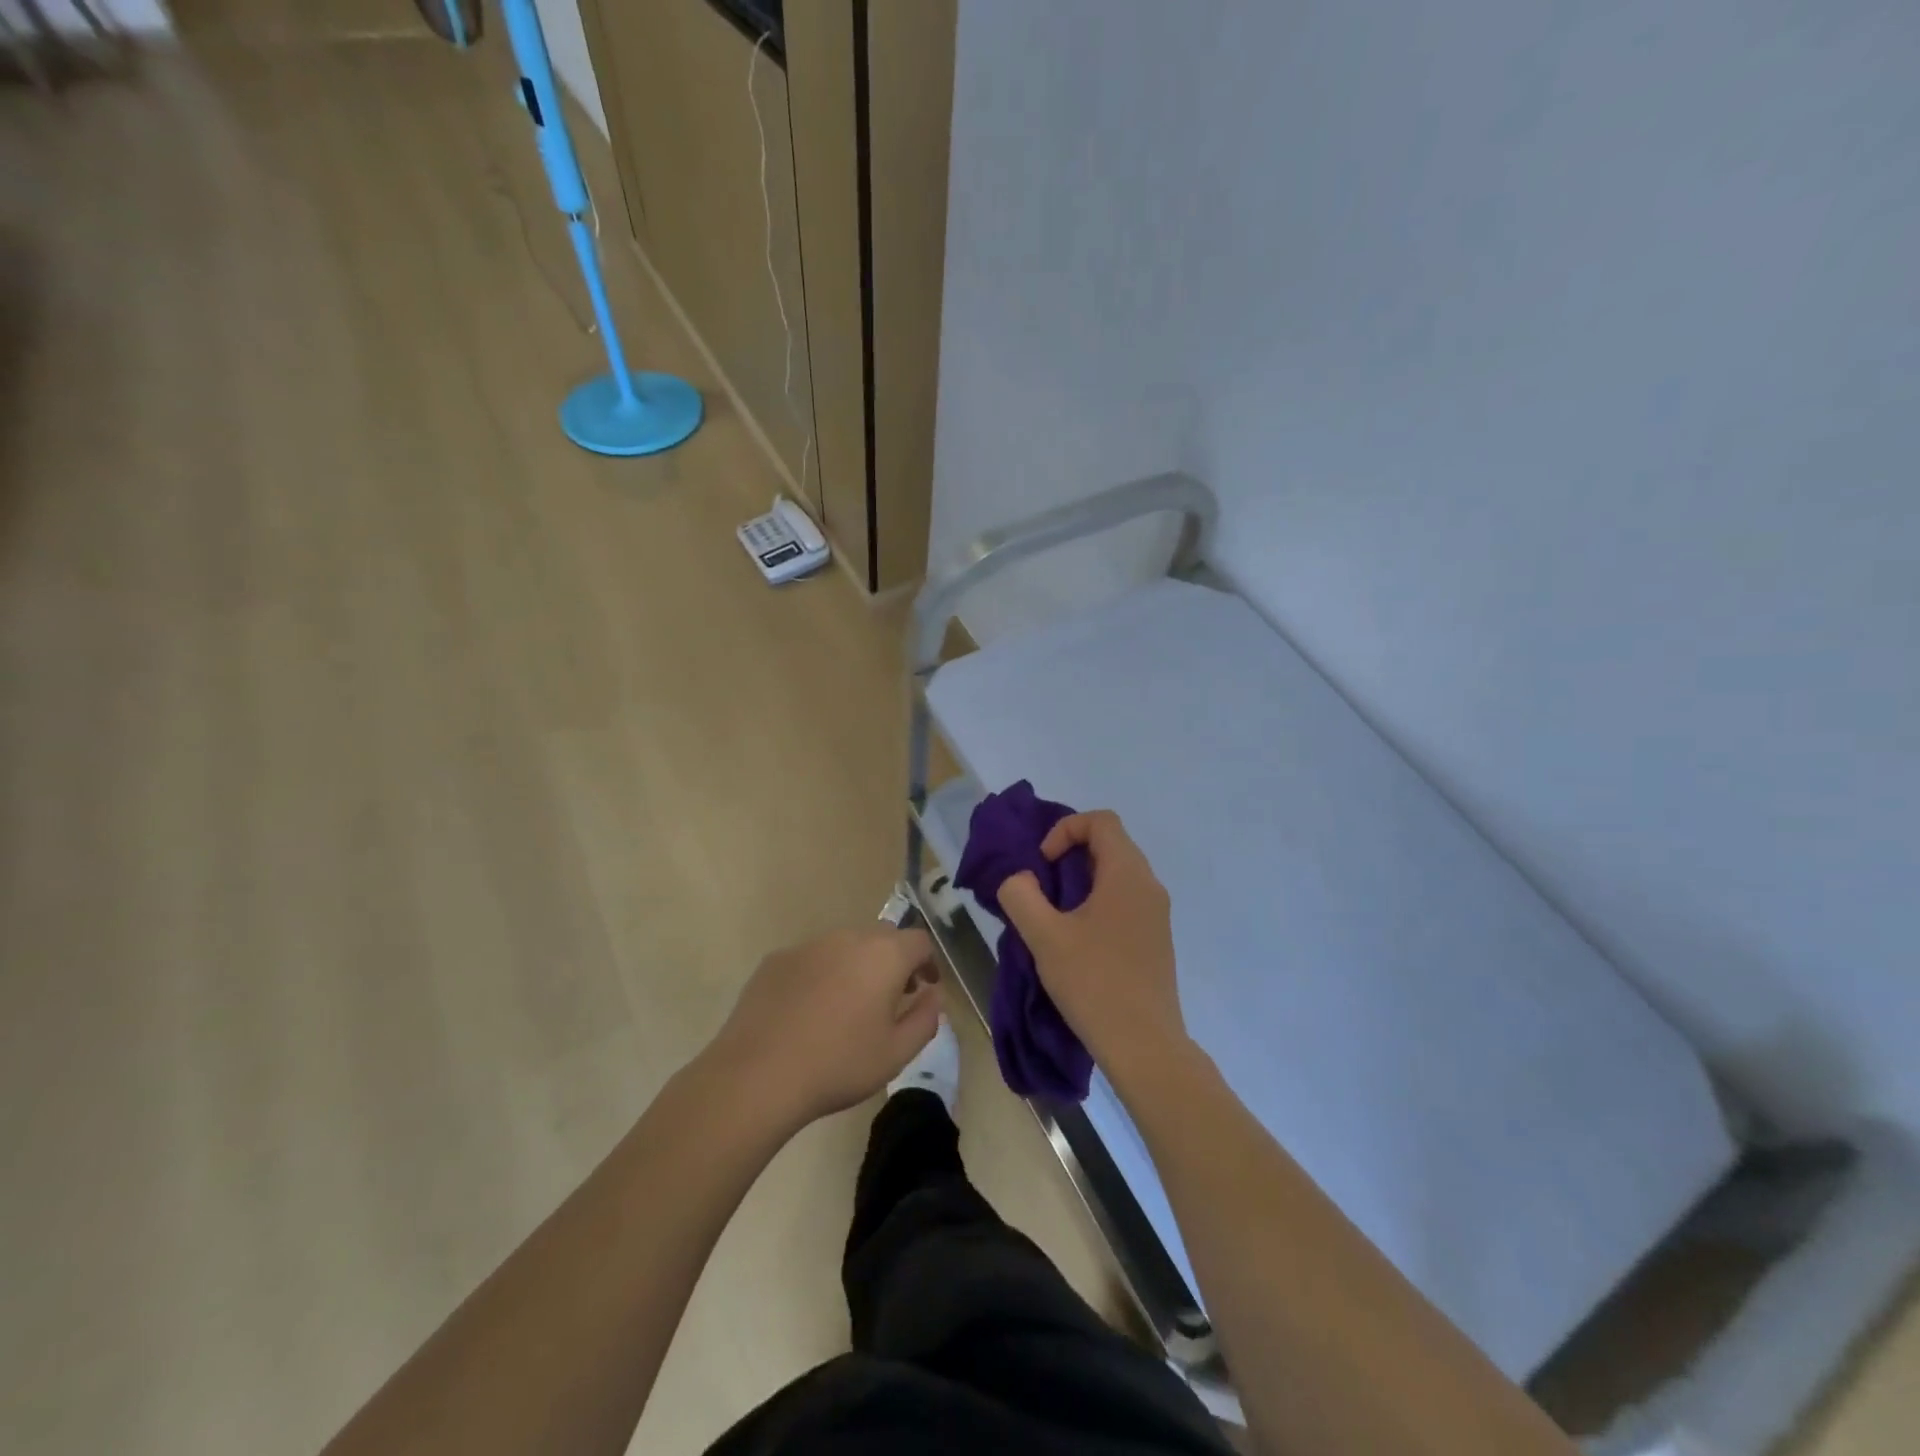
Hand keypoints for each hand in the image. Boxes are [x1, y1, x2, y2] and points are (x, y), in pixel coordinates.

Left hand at [709, 925, 942, 1129]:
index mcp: (883, 955)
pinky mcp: (776, 959)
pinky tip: (809, 1011)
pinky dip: (821, 975)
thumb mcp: (896, 1053)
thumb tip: (933, 995)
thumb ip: (925, 1019)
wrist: (757, 1075)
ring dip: (856, 966)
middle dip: (893, 962)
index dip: (927, 962)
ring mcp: (808, 945)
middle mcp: (848, 938)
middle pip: (882, 938)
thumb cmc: (838, 1065)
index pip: (919, 941)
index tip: (924, 988)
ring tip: (848, 1007)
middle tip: (891, 998)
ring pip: (845, 946)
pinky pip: (812, 959)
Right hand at [999, 810, 1188, 1082]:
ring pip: (1117, 874)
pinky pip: (1125, 900)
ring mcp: (1157, 914)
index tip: (1043, 864)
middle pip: (1110, 844)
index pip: (1101, 821)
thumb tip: (1019, 879)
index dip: (1065, 830)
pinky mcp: (1156, 939)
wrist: (1145, 1045)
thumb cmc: (1094, 983)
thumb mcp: (1044, 936)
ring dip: (1082, 881)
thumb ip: (1021, 895)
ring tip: (1054, 915)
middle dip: (1070, 854)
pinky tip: (1077, 940)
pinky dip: (1098, 902)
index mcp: (1127, 874)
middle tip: (1042, 887)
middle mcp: (1149, 885)